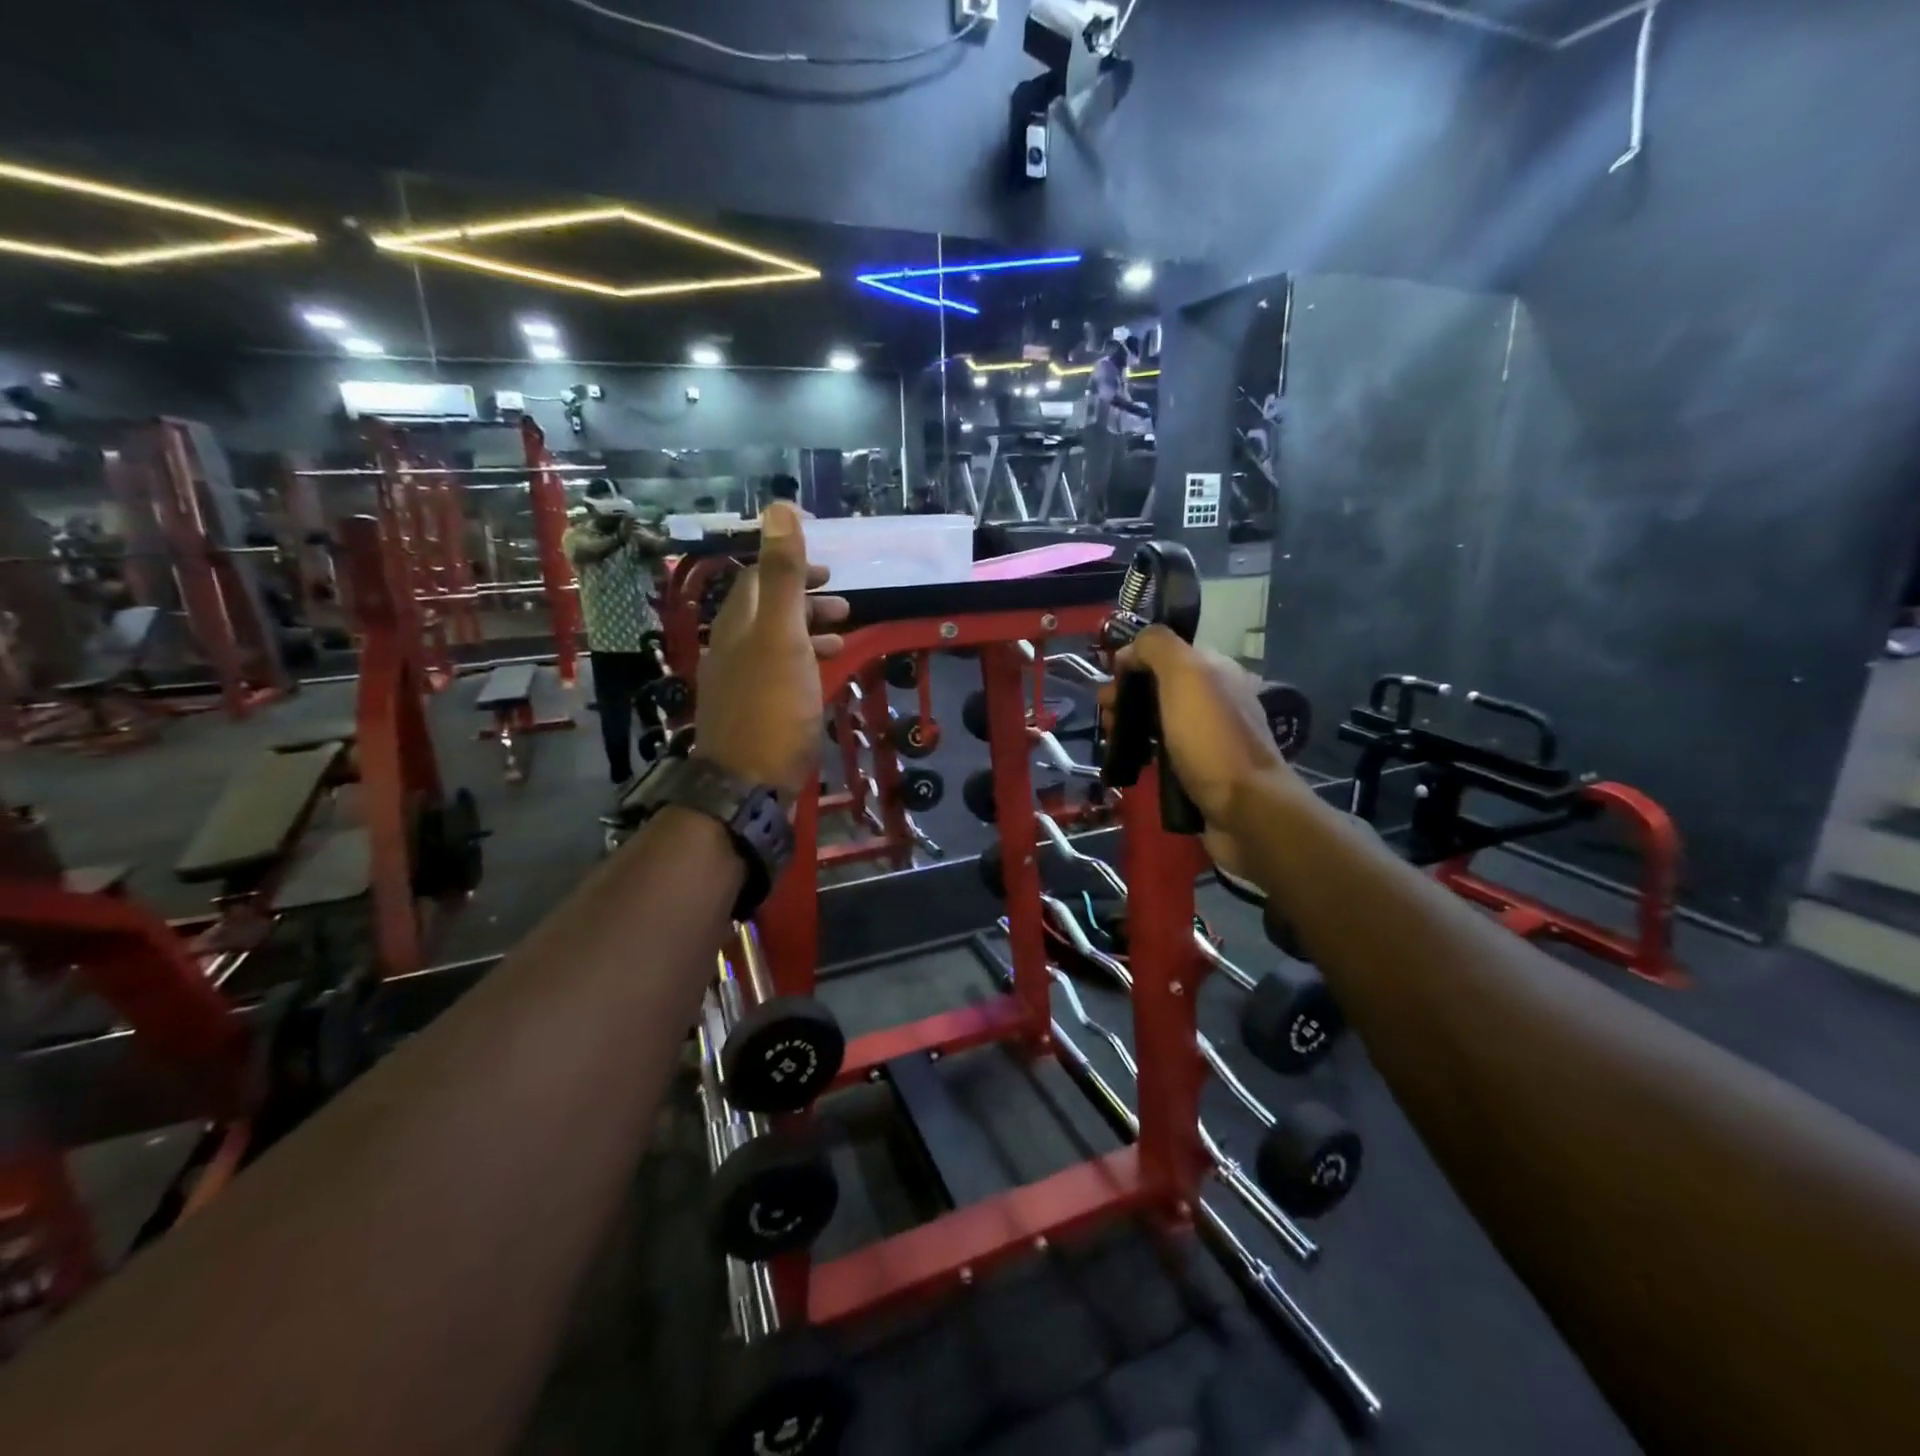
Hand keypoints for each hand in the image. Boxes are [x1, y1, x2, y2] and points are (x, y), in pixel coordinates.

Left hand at [695, 504, 847, 798]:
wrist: (748, 784)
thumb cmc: (772, 707)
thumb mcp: (781, 635)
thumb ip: (781, 575)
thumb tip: (779, 507)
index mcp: (738, 625)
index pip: (757, 579)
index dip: (790, 565)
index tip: (828, 569)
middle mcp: (734, 648)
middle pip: (767, 610)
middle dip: (804, 598)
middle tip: (844, 601)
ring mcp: (743, 682)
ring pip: (776, 642)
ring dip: (809, 629)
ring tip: (844, 631)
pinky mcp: (756, 712)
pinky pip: (781, 672)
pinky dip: (806, 661)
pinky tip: (826, 672)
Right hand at [1097, 626, 1302, 838]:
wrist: (1245, 809)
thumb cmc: (1211, 738)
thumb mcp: (1184, 675)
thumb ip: (1157, 647)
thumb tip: (1130, 649)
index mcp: (1216, 670)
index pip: (1165, 652)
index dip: (1133, 662)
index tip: (1111, 683)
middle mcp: (1215, 698)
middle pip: (1157, 687)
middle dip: (1126, 696)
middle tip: (1107, 718)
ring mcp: (1209, 736)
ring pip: (1157, 720)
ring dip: (1129, 725)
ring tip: (1113, 742)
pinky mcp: (1201, 770)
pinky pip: (1164, 751)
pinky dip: (1143, 752)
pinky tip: (1132, 763)